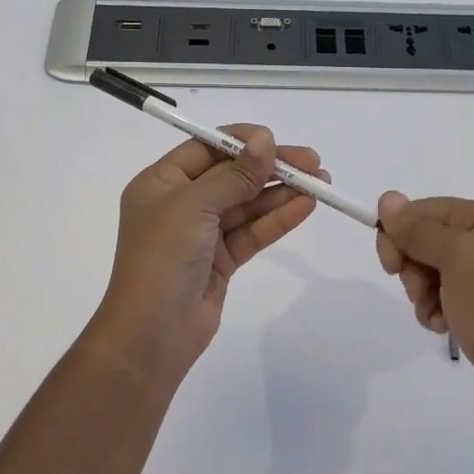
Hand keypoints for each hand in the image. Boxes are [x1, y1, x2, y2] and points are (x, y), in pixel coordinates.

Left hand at [91, 128, 325, 380]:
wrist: (152, 334)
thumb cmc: (163, 257)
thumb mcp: (194, 205)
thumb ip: (234, 174)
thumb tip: (265, 138)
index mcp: (161, 182)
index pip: (206, 148)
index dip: (242, 141)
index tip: (277, 140)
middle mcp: (180, 203)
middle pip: (232, 175)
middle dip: (270, 167)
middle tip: (313, 162)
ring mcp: (202, 233)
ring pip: (247, 204)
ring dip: (281, 192)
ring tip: (321, 182)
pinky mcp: (221, 260)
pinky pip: (253, 232)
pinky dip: (278, 219)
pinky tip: (305, 206)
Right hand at [375, 193, 473, 426]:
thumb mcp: (456, 261)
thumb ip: (418, 229)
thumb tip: (387, 197)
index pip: (425, 210)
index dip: (400, 234)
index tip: (391, 267)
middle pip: (426, 238)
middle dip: (414, 268)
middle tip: (421, 293)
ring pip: (432, 268)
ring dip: (423, 293)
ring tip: (436, 316)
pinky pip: (447, 292)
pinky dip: (437, 308)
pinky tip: (445, 326)